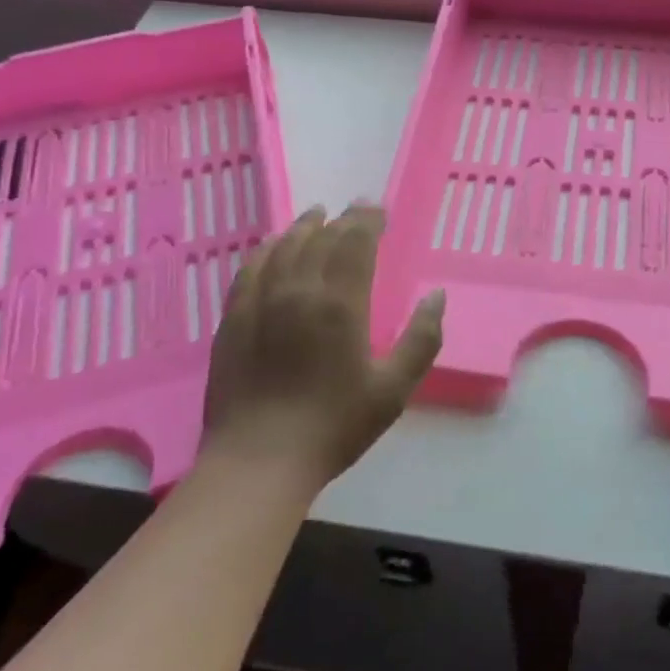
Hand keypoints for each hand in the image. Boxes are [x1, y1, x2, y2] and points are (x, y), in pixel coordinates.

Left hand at [200, 204, 443, 491]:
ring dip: (303, 226)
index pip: (355, 242)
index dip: (368, 220)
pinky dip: (266, 249)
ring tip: (316, 215)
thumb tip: (437, 296)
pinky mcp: (233, 318)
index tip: (378, 209)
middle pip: (321, 238)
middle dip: (342, 219)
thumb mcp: (393, 389)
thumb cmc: (334, 426)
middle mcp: (299, 290)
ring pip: (284, 246)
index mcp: (340, 303)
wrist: (259, 460)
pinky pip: (250, 268)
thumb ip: (421, 339)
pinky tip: (272, 246)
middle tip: (356, 210)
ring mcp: (260, 301)